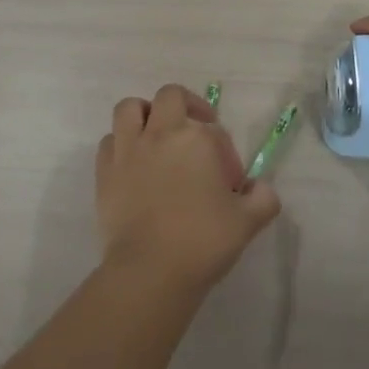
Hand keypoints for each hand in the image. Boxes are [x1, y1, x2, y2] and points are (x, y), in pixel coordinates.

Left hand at [95, 85, 280, 294]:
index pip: (214, 130)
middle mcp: (160, 134)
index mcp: (197, 139)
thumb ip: (263, 198)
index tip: (228, 181)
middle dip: (185, 106)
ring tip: (156, 136)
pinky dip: (121, 144)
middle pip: (170, 96)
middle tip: (195, 129)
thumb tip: (260, 189)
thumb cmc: (202, 241)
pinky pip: (109, 141)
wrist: (150, 271)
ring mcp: (128, 150)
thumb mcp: (248, 221)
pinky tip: (133, 164)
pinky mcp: (105, 172)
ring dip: (145, 114)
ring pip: (130, 108)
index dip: (225, 151)